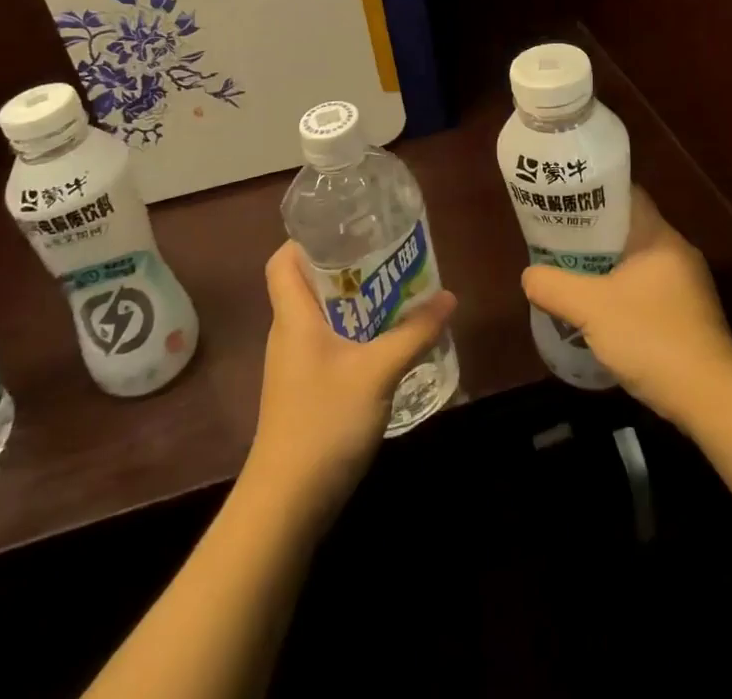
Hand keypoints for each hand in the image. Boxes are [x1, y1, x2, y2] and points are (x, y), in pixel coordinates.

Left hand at [243, 241, 457, 524]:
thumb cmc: (324, 422)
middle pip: (309, 283)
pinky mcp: (305, 390)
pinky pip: (329, 344)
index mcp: (294, 316)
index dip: (307, 239)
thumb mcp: (378, 371)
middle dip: (346, 266)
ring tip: (395, 290)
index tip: (348, 229)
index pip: (283, 260)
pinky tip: (386, 341)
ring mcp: (295, 364)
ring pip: (322, 316)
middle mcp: (289, 332)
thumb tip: (448, 297)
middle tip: (387, 255)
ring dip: (355, 302)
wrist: (287, 504)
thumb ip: (414, 332)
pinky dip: (354, 333)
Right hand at [521, 186, 731, 427]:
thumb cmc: (652, 338)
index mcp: (659, 237)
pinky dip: (620, 293)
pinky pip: (645, 290)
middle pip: (627, 230)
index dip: (592, 194)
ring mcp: (686, 286)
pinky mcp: (688, 316)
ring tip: (569, 273)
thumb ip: (554, 287)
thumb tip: (529, 277)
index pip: (625, 196)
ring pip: (635, 263)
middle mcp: (676, 253)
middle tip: (556, 240)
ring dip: (604, 267)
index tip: (562, 201)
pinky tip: (598, 311)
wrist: (711, 399)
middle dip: (591, 235)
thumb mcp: (591, 309)